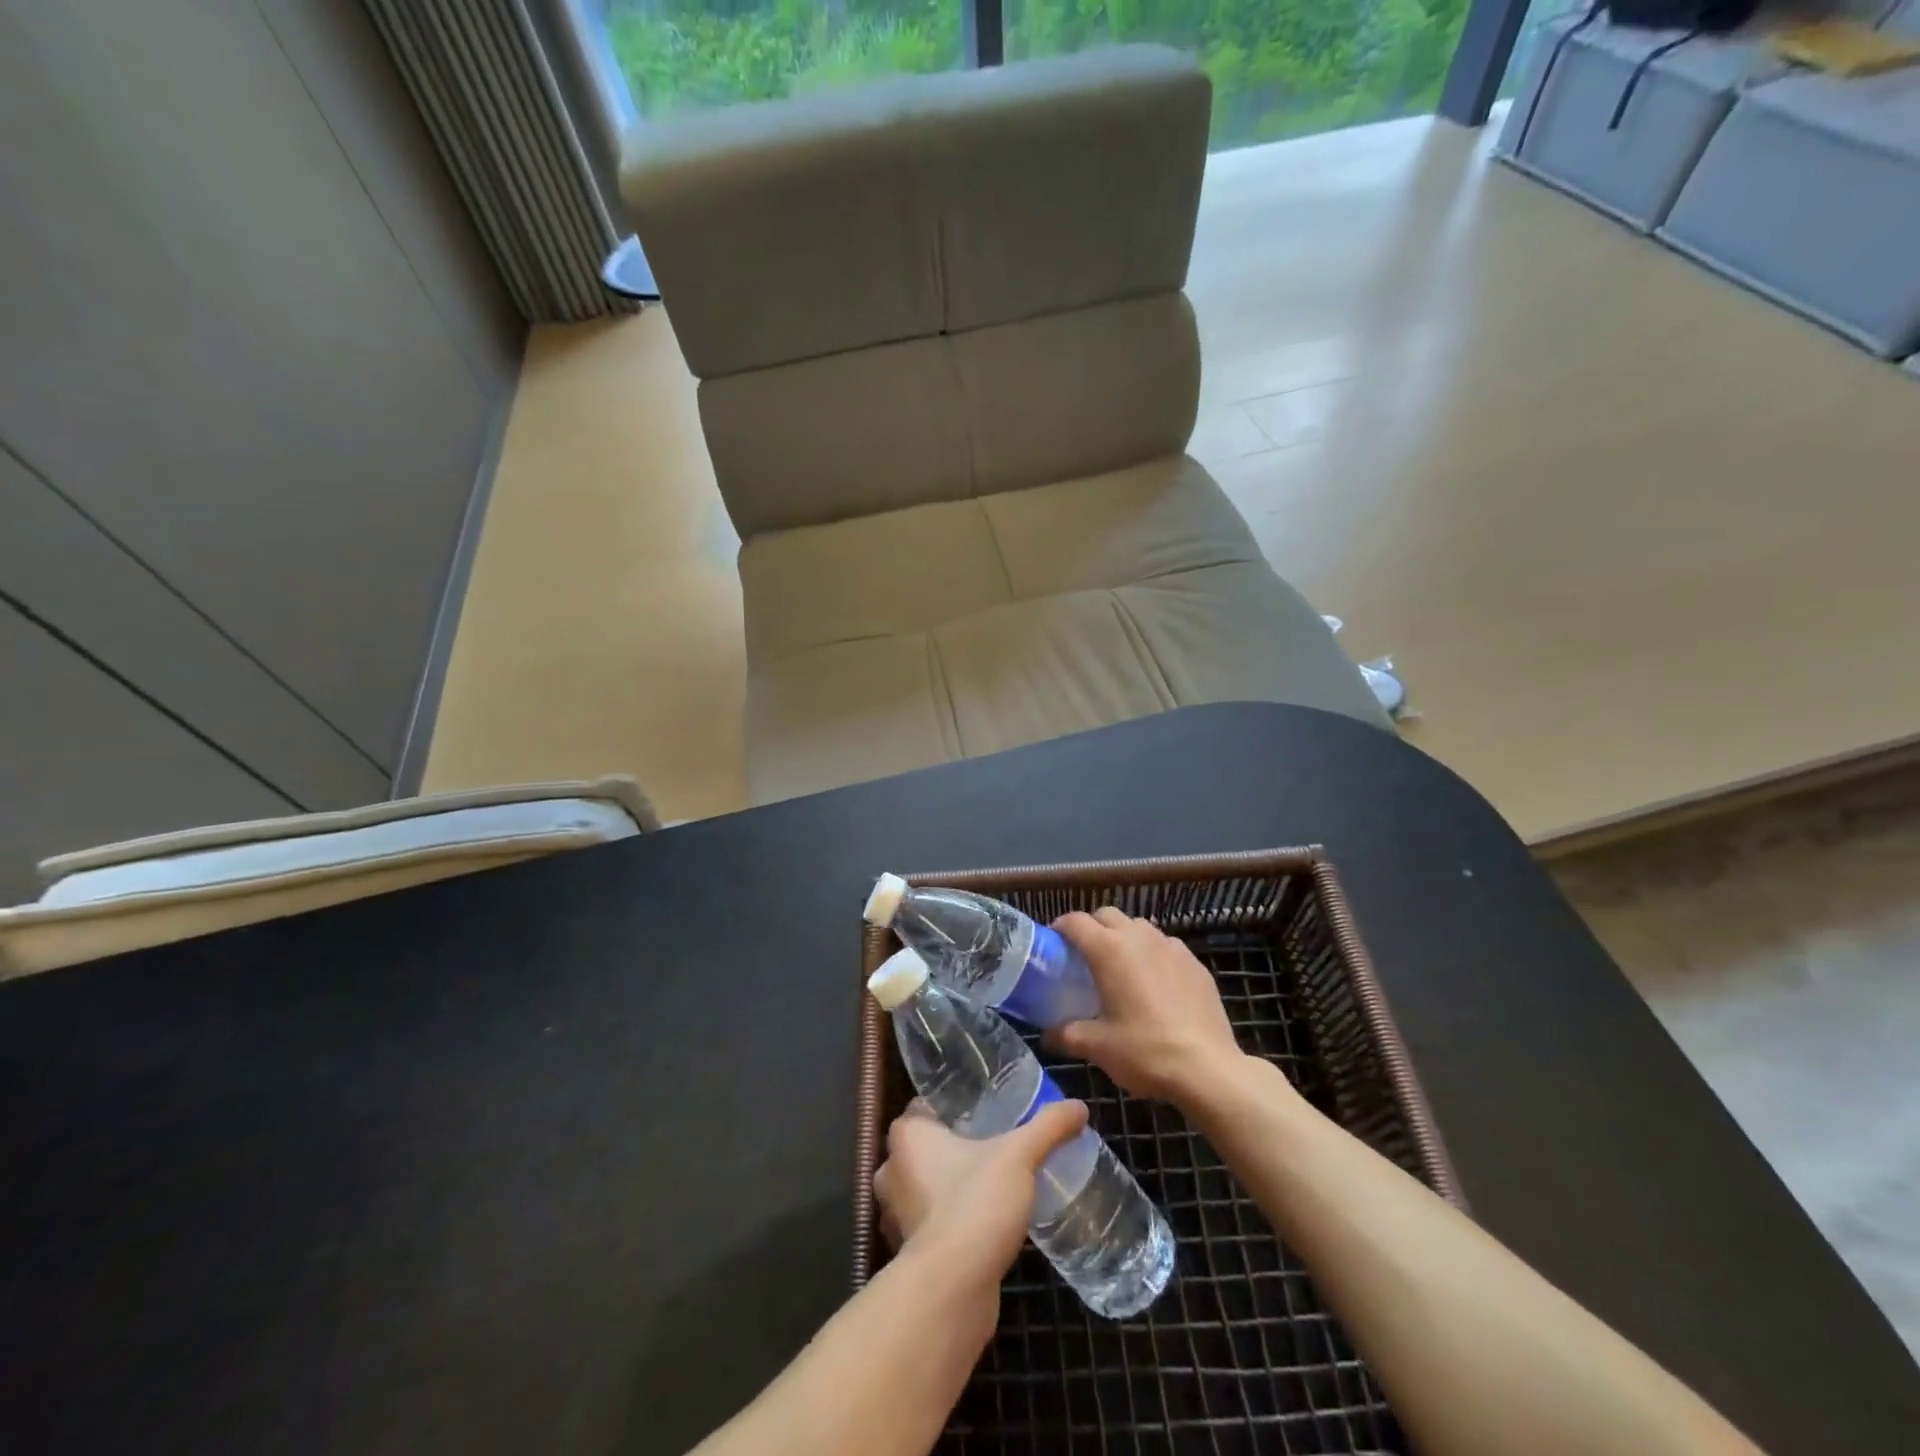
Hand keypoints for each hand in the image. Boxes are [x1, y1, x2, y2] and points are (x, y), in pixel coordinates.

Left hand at [873, 1099, 1088, 1283]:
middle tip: (993, 1143)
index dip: (951, 1105)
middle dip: (953, 1146)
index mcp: (906, 1136)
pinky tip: (983, 1221)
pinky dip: (952, 1219)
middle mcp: (892, 1170)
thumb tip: (1079, 1106)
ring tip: (992, 1182)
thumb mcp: (1019, 1155)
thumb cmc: (974, 1204)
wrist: (953, 1290)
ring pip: (926, 1186)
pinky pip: (932, 1222)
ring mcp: (897, 1214)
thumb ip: (1047, 1127)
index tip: (982, 1108)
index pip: (924, 1106)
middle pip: (925, 1146)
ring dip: (950, 1185)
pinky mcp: (912, 1251)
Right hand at [1050, 907, 1253, 1105]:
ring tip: (1121, 968)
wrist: (1208, 1069)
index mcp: (1109, 949)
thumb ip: (1066, 1035)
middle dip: (1092, 928)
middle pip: (1107, 915)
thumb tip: (1047, 1035)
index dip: (1060, 928)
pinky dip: (1153, 954)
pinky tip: (1155, 984)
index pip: (1075, 922)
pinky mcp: (1195, 962)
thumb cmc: (1145, 1051)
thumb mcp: (1097, 1046)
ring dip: (1124, 938)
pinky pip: (1166, 946)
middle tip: (1084, 957)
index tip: (1053, 944)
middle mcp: (1139, 937)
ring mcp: (1171, 946)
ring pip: (1139, 927)